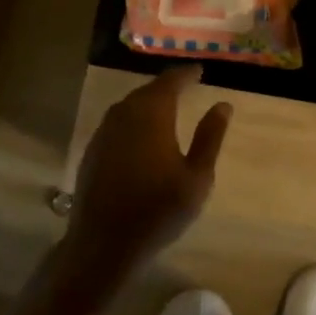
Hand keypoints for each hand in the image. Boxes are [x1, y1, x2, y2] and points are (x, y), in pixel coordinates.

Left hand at [62, 65, 231, 282]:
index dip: (186, 73)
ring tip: (166, 106)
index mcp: (152, 115)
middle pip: (148, 90)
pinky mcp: (93, 150)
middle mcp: (125, 114)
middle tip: (185, 85)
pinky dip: (133, 120)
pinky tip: (141, 134)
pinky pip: (117, 122)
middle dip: (167, 86)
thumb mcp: (197, 177)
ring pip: (129, 105)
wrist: (103, 244)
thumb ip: (210, 137)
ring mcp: (104, 132)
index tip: (199, 70)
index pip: (170, 81)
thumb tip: (223, 105)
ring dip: (148, 101)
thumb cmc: (158, 210)